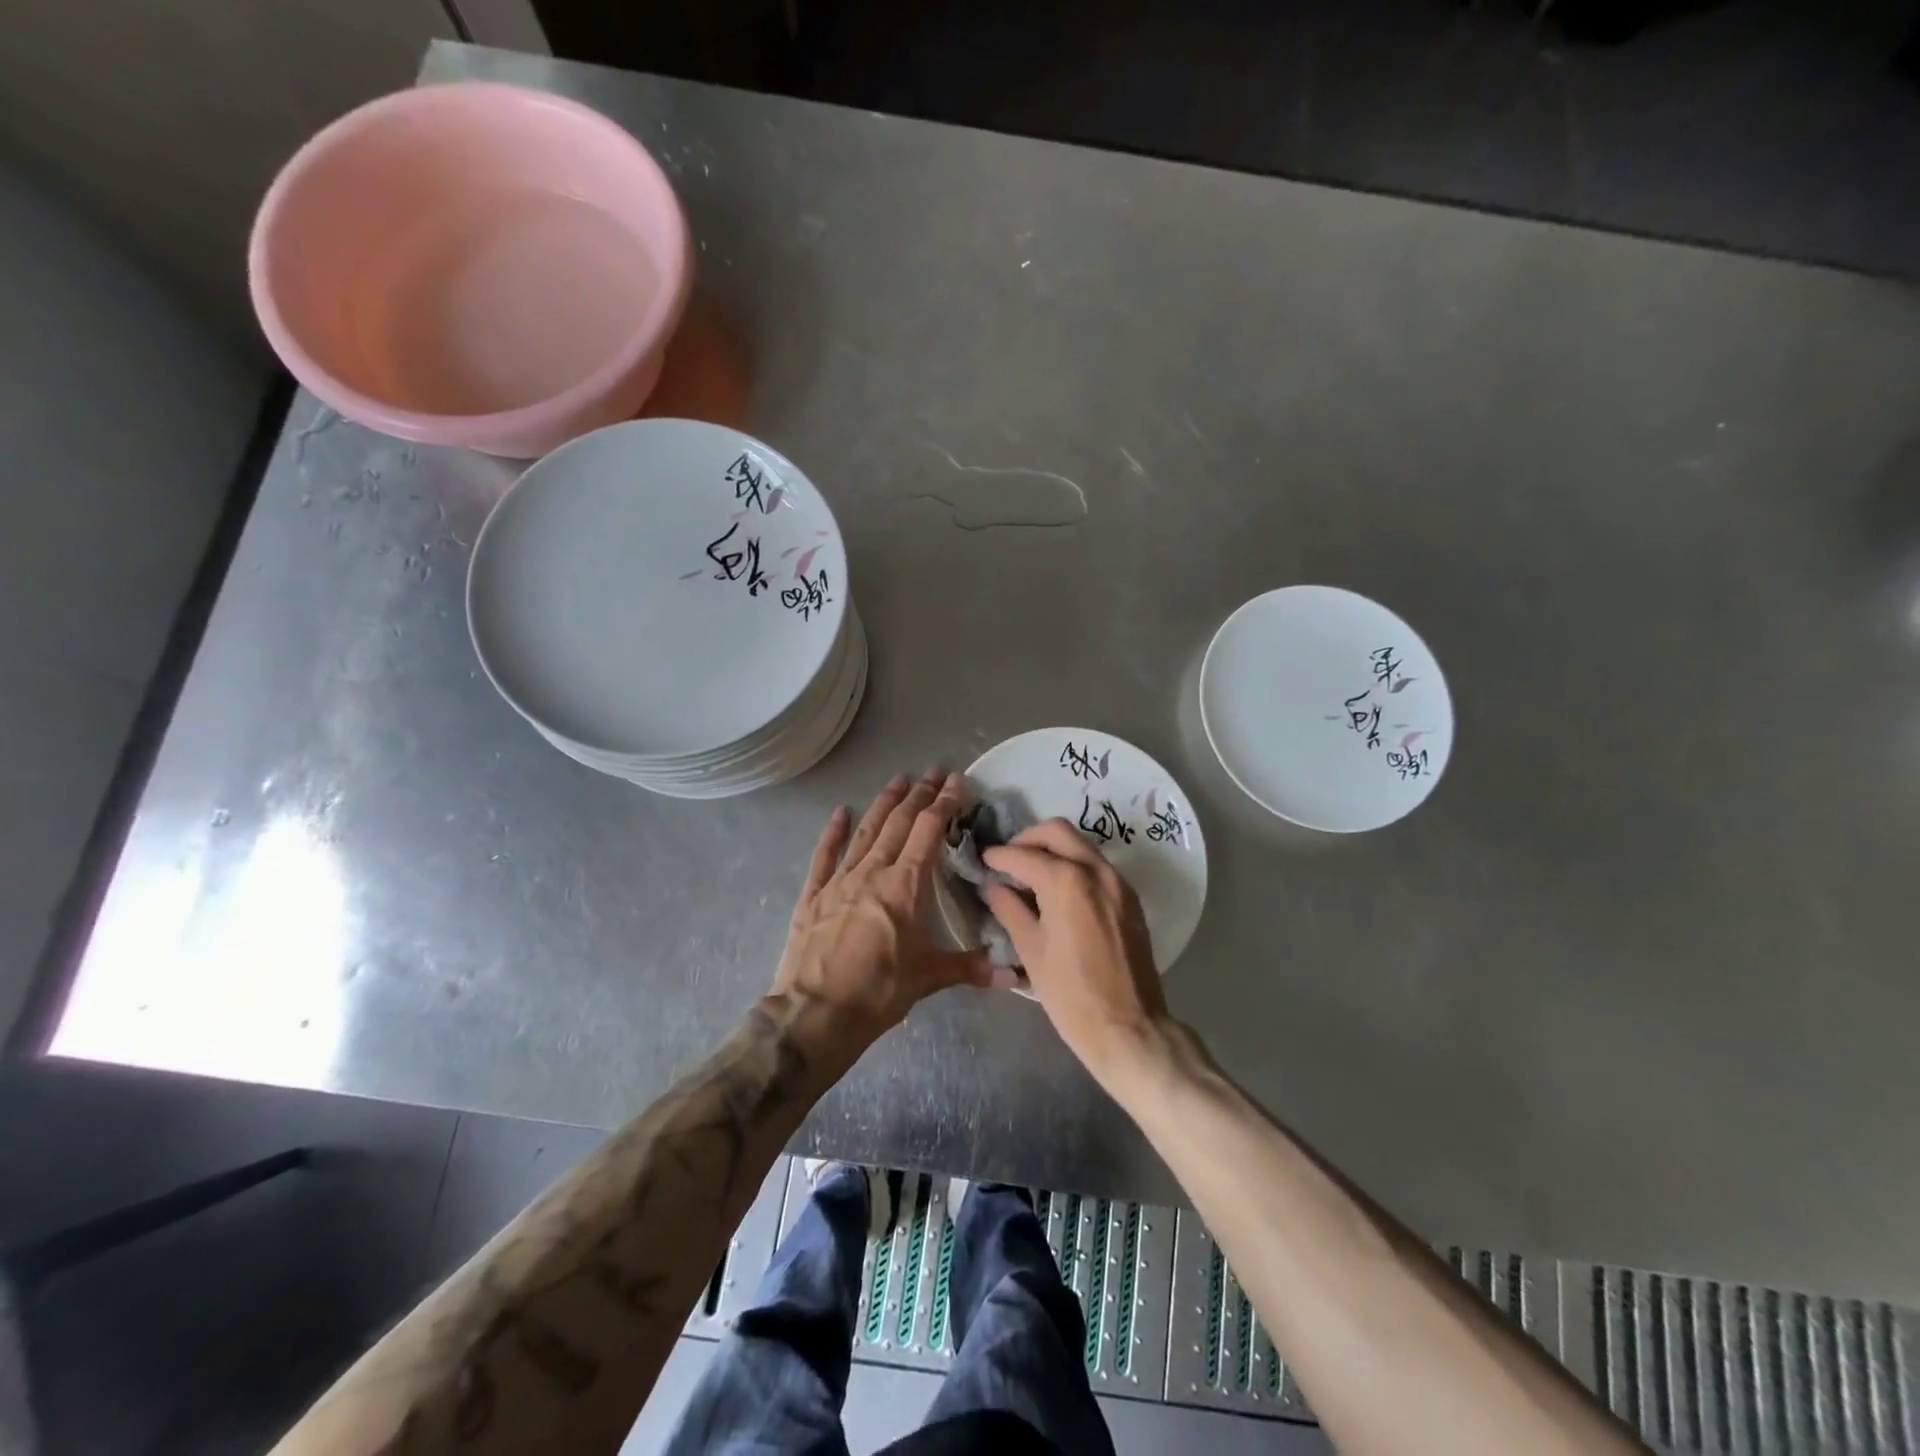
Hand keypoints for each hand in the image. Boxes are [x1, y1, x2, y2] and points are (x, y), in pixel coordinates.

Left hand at [772, 770, 992, 1047]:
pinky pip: (824, 855)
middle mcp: (872, 872)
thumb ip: (971, 968)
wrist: (815, 1014)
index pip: (928, 831)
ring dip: (883, 804)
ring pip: (866, 832)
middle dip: (919, 795)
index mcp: (904, 886)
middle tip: (933, 771)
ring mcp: (839, 880)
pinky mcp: (813, 895)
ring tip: (898, 780)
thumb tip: (1014, 975)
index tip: (957, 781)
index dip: (944, 803)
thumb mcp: (929, 978)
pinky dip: (834, 832)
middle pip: (898, 823)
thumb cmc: (878, 992)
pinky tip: (840, 813)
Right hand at [979, 819, 1168, 1073]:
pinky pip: (1097, 865)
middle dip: (1028, 839)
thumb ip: (1009, 909)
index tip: (983, 861)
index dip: (998, 856)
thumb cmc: (1071, 994)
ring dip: (1053, 849)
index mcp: (1066, 882)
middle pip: (1057, 832)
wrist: (1129, 1028)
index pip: (1023, 855)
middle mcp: (1096, 870)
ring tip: (1030, 873)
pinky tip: (1058, 890)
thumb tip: (992, 886)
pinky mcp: (1130, 898)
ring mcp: (1118, 882)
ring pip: (1081, 845)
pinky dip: (1074, 864)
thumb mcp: (1030, 951)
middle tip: (1008, 860)